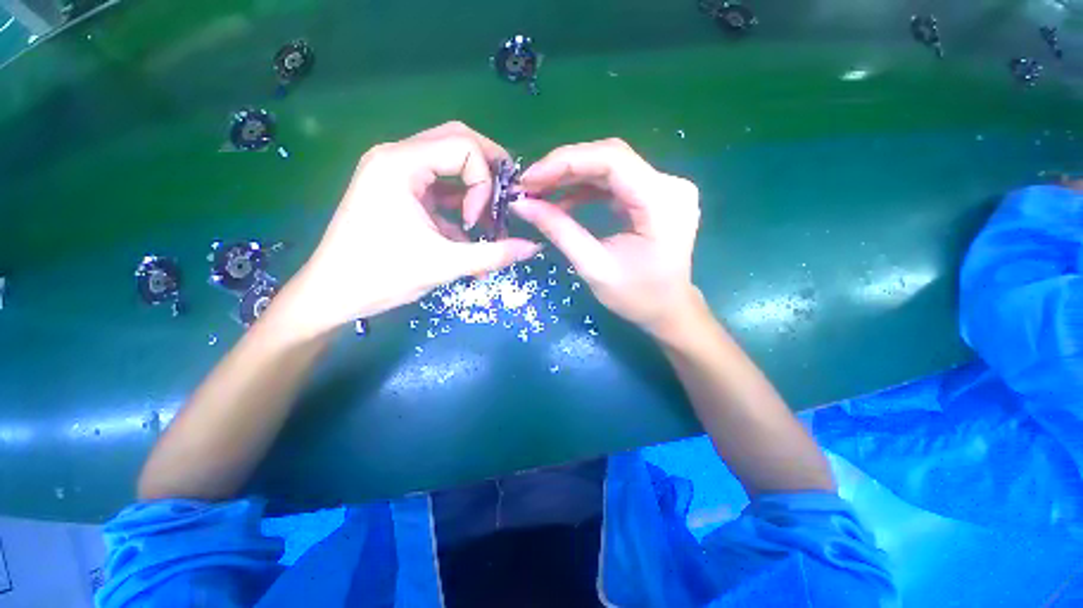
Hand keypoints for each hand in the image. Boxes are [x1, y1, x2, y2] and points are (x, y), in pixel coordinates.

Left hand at [284, 122, 540, 336]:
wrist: (332, 296)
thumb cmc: (381, 277)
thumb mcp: (444, 265)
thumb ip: (494, 254)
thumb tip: (533, 248)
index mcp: (400, 164)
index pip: (464, 146)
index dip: (484, 182)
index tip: (478, 221)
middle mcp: (396, 157)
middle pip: (458, 143)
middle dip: (489, 174)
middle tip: (504, 204)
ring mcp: (395, 173)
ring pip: (450, 165)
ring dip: (475, 194)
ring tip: (486, 227)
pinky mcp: (398, 192)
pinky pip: (439, 188)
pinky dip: (459, 208)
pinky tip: (466, 237)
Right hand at [511, 138, 700, 335]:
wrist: (668, 310)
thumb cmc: (637, 297)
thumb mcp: (594, 267)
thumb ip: (559, 231)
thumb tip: (521, 205)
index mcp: (662, 203)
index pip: (612, 160)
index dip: (565, 162)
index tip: (529, 178)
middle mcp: (670, 185)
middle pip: (610, 157)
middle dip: (565, 167)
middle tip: (529, 185)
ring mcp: (665, 187)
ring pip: (611, 166)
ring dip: (573, 176)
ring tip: (541, 191)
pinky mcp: (655, 195)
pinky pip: (616, 181)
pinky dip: (587, 187)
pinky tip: (564, 199)